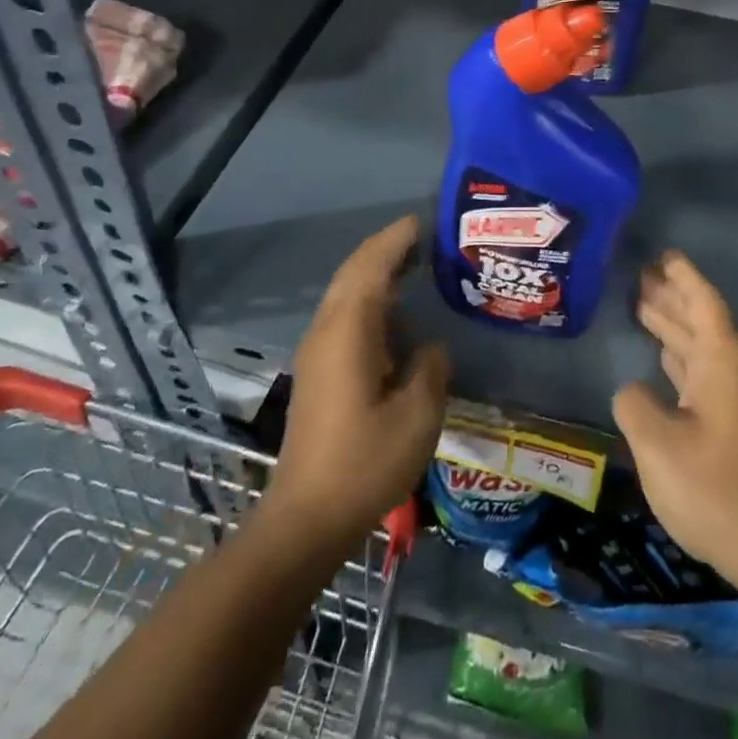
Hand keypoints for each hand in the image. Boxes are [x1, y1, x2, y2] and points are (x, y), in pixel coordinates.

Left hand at [269, 216, 449, 544]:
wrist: (306, 517)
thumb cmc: (365, 462)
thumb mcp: (418, 415)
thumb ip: (430, 367)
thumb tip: (429, 349)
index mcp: (349, 330)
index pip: (371, 266)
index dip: (396, 239)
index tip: (423, 221)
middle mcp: (327, 331)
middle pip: (353, 272)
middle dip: (385, 250)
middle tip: (423, 239)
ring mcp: (317, 352)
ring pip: (345, 294)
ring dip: (376, 273)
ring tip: (414, 267)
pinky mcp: (318, 373)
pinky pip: (344, 316)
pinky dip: (369, 300)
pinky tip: (395, 317)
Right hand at [612, 252, 737, 593]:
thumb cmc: (716, 489)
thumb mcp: (659, 445)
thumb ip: (636, 405)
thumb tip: (633, 391)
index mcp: (724, 364)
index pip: (704, 304)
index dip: (683, 277)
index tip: (663, 254)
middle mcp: (736, 374)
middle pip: (702, 322)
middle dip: (672, 298)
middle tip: (639, 275)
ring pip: (703, 349)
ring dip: (674, 326)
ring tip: (642, 305)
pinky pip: (704, 374)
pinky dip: (680, 358)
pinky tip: (663, 359)